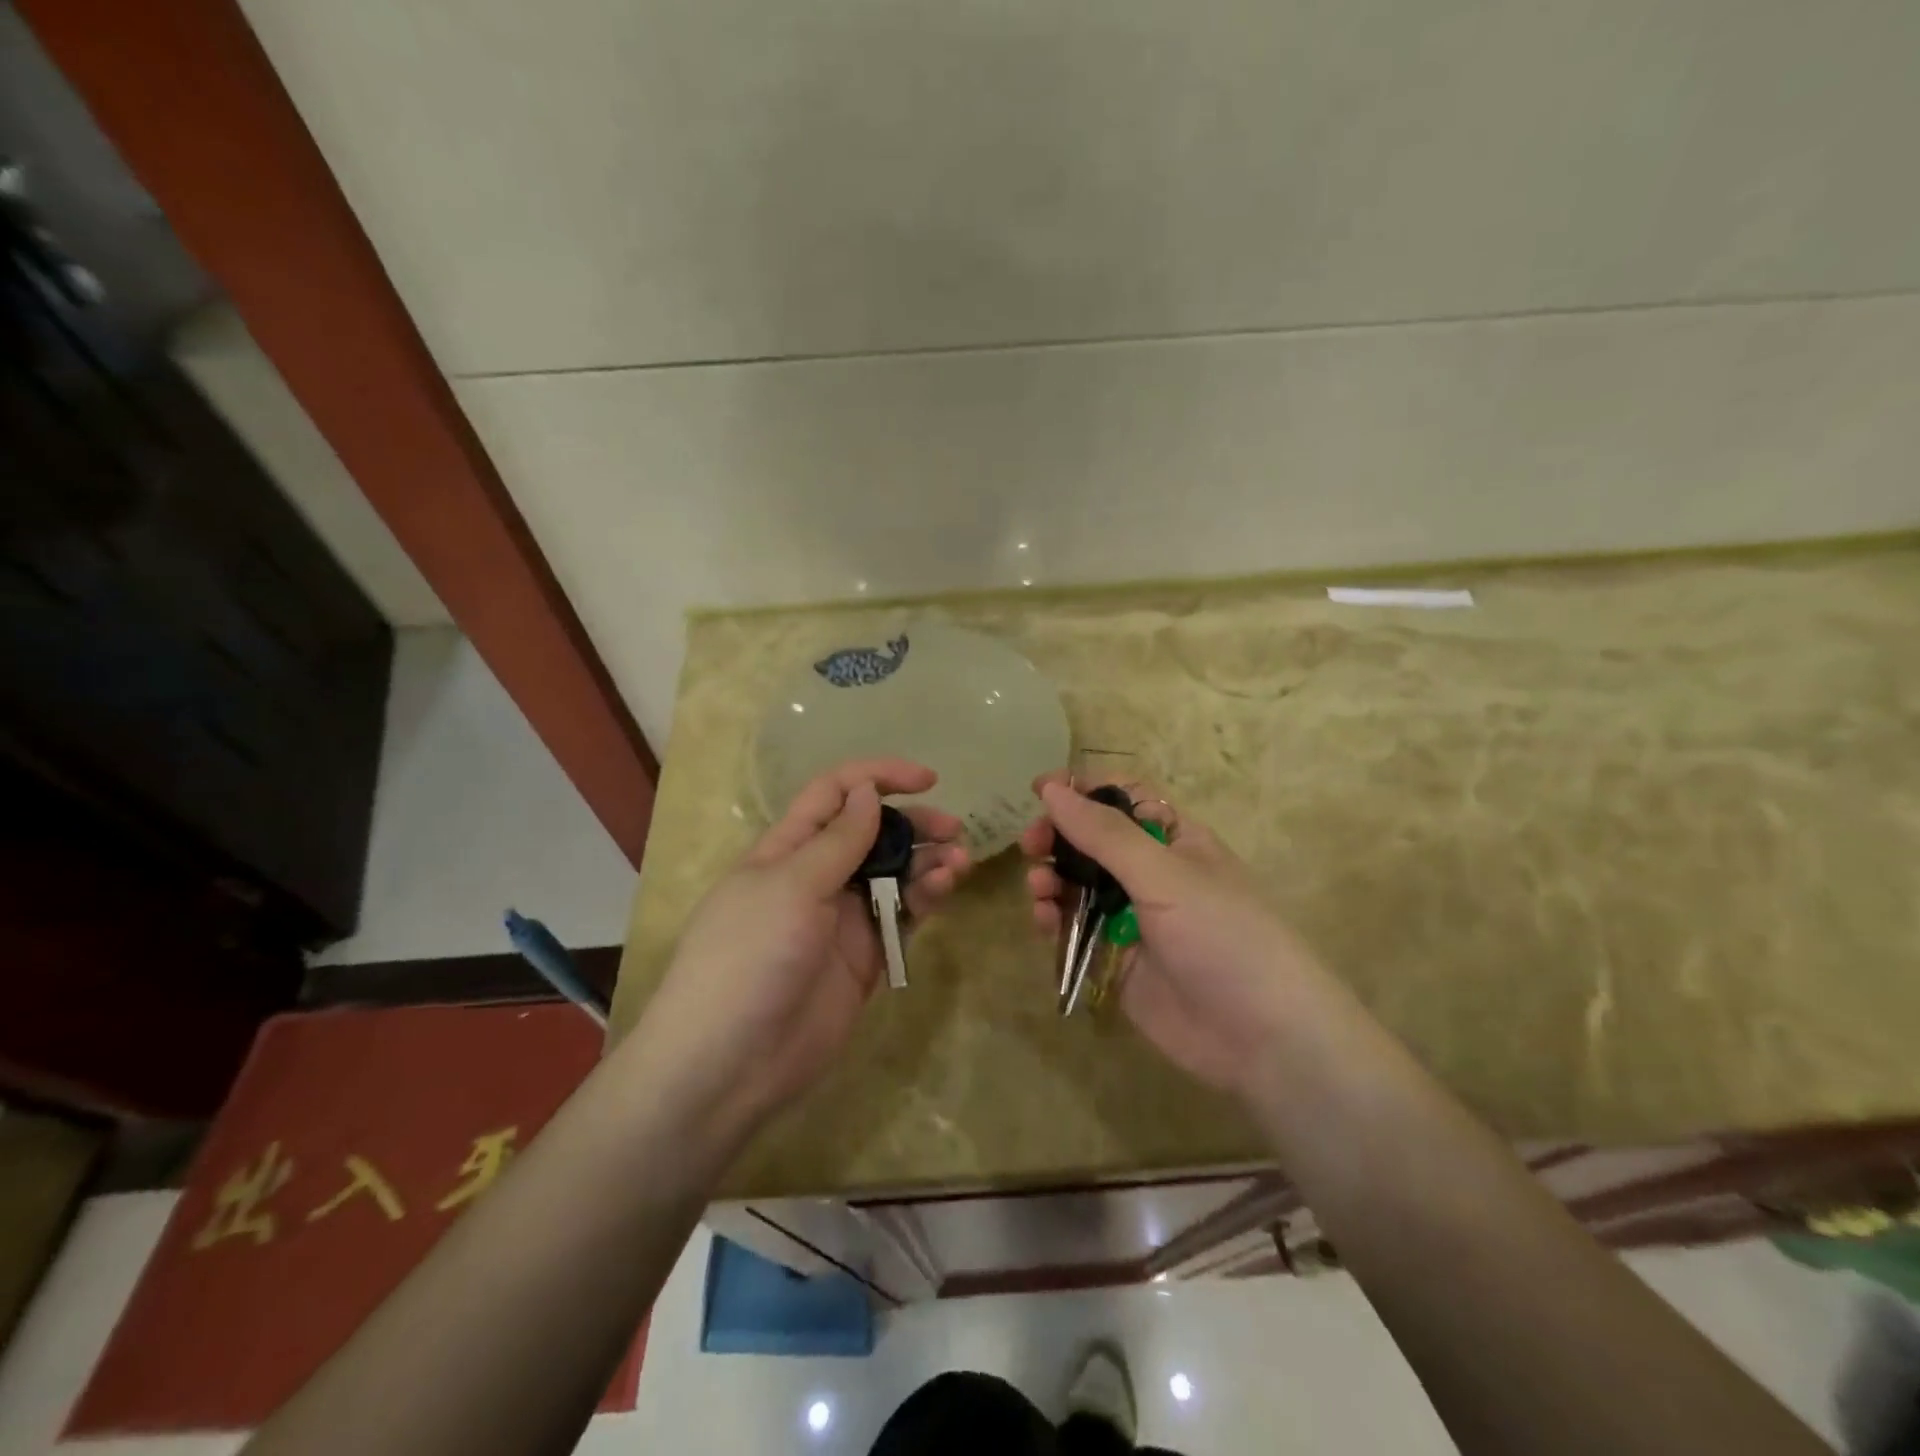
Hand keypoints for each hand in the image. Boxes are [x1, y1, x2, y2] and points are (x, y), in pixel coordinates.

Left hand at [635, 759, 969, 1136]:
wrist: (731, 1064)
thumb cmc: (750, 957)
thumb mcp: (791, 887)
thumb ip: (838, 840)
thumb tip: (867, 791)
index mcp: (787, 849)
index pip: (835, 794)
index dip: (878, 777)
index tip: (928, 779)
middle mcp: (816, 877)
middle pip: (872, 832)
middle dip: (913, 824)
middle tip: (954, 829)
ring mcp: (842, 918)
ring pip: (894, 874)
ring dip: (927, 861)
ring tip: (957, 863)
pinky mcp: (865, 957)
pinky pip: (901, 915)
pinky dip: (926, 898)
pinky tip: (944, 890)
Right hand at [1021, 773, 1324, 1098]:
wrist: (1261, 1038)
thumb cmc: (1222, 936)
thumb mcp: (1165, 875)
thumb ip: (1104, 834)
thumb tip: (1051, 788)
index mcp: (1174, 841)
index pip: (1123, 798)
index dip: (1083, 790)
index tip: (1039, 788)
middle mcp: (1151, 874)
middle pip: (1092, 841)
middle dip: (1058, 837)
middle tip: (1032, 843)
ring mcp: (1131, 918)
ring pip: (1077, 885)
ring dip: (1052, 878)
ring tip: (1039, 888)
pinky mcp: (1114, 959)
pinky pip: (1075, 928)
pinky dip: (1054, 919)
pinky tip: (1044, 919)